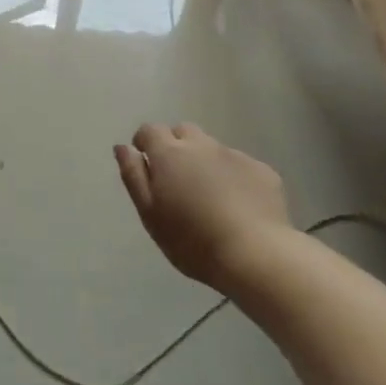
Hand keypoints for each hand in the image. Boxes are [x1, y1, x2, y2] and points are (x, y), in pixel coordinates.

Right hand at [114, 123, 289, 288]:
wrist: (255, 255)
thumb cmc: (192, 240)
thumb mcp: (150, 214)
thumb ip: (134, 176)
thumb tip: (123, 147)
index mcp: (170, 154)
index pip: (150, 130)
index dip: (144, 142)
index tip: (146, 164)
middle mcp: (202, 145)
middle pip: (183, 131)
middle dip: (175, 146)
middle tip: (176, 180)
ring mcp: (235, 155)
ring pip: (212, 148)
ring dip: (204, 161)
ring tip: (208, 196)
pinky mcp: (262, 170)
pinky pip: (239, 165)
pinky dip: (232, 177)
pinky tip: (237, 206)